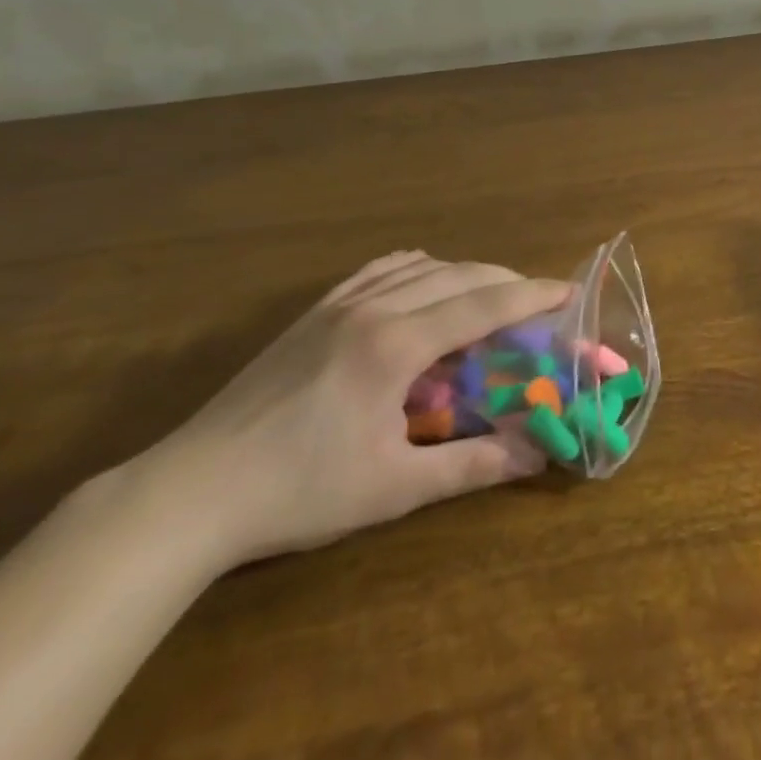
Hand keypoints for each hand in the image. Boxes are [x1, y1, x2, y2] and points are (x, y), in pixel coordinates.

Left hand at [138, 252, 568, 570]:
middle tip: (537, 299)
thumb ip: (470, 466)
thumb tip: (536, 455)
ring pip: (421, 267)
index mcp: (396, 344)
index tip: (568, 290)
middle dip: (505, 281)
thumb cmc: (299, 492)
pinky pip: (378, 270)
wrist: (192, 492)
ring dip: (465, 273)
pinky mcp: (313, 314)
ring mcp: (339, 305)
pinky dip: (416, 268)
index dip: (531, 295)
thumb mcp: (392, 488)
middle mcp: (374, 308)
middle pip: (458, 276)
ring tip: (489, 294)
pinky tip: (421, 278)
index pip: (482, 305)